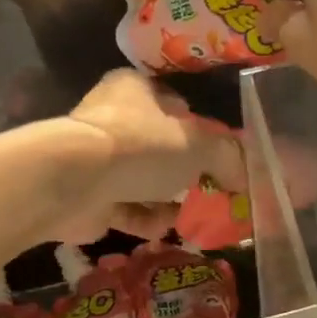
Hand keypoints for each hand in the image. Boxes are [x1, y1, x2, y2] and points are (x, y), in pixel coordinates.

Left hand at [49, 70, 246, 242]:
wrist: (73, 182)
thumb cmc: (139, 146)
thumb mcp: (198, 144)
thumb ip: (227, 157)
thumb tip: (243, 177)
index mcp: (135, 88)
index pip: (176, 105)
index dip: (201, 130)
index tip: (220, 157)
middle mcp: (113, 118)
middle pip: (160, 146)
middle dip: (185, 172)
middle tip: (211, 192)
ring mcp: (97, 158)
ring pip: (143, 180)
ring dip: (167, 200)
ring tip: (193, 216)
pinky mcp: (88, 195)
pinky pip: (126, 207)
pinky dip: (146, 219)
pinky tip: (165, 229)